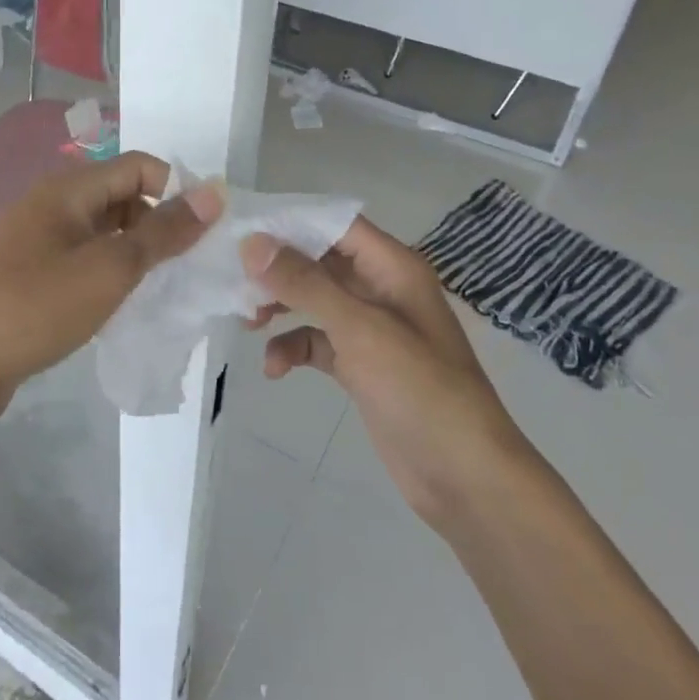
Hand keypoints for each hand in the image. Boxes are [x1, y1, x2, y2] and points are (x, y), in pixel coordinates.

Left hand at [0, 152, 221, 425]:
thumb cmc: (36, 308)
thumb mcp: (110, 268)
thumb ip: (164, 231)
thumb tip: (214, 193)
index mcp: (69, 189)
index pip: (140, 166)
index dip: (177, 190)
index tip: (206, 232)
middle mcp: (55, 204)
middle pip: (124, 196)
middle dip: (160, 224)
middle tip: (188, 266)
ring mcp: (42, 239)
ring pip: (107, 231)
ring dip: (139, 251)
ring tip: (164, 288)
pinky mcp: (36, 272)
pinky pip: (88, 257)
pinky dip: (113, 272)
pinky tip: (128, 303)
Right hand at [241, 218, 522, 524]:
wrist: (465, 478)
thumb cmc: (420, 389)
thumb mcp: (360, 329)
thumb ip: (305, 283)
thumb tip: (253, 243)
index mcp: (392, 267)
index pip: (335, 224)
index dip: (290, 221)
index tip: (241, 230)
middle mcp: (381, 289)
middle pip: (319, 260)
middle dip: (277, 269)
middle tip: (233, 280)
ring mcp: (371, 329)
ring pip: (314, 300)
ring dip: (280, 306)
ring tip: (248, 322)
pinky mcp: (361, 365)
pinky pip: (317, 341)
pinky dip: (294, 348)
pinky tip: (275, 368)